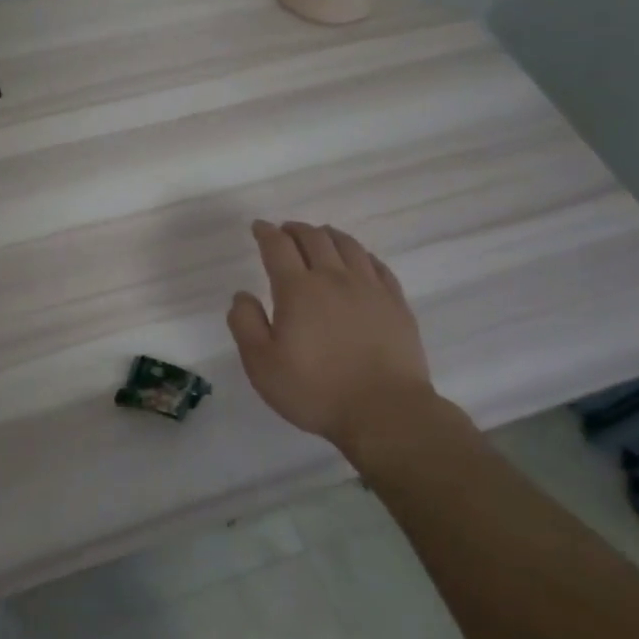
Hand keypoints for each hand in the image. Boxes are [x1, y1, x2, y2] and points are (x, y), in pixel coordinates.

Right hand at [227, 219, 446, 459]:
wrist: (385, 412)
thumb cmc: (315, 390)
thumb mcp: (261, 364)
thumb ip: (245, 324)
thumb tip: (242, 295)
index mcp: (298, 289)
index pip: (278, 247)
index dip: (266, 233)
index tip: (258, 227)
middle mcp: (334, 278)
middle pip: (314, 238)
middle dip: (295, 229)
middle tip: (285, 230)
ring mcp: (370, 289)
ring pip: (348, 245)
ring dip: (328, 235)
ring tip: (319, 236)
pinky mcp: (396, 304)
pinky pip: (377, 265)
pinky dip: (361, 254)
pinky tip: (358, 259)